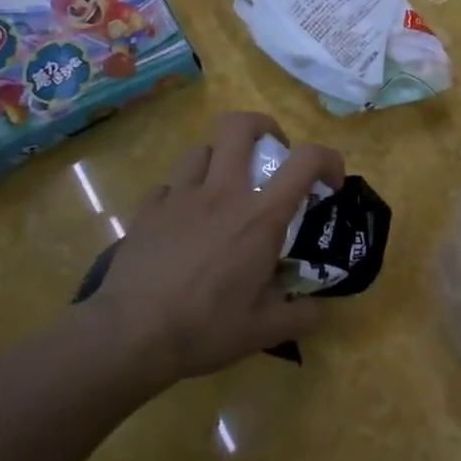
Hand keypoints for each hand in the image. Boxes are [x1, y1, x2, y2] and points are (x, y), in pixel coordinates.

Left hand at [82, 113, 344, 380]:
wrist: (131, 335)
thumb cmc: (206, 328)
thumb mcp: (265, 330)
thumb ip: (301, 316)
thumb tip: (319, 310)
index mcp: (261, 217)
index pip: (306, 160)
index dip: (328, 159)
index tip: (329, 184)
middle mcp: (223, 193)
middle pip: (240, 125)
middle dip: (263, 128)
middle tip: (270, 156)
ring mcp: (180, 197)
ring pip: (202, 149)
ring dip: (220, 160)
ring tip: (224, 190)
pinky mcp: (148, 210)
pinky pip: (170, 185)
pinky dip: (183, 194)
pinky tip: (184, 222)